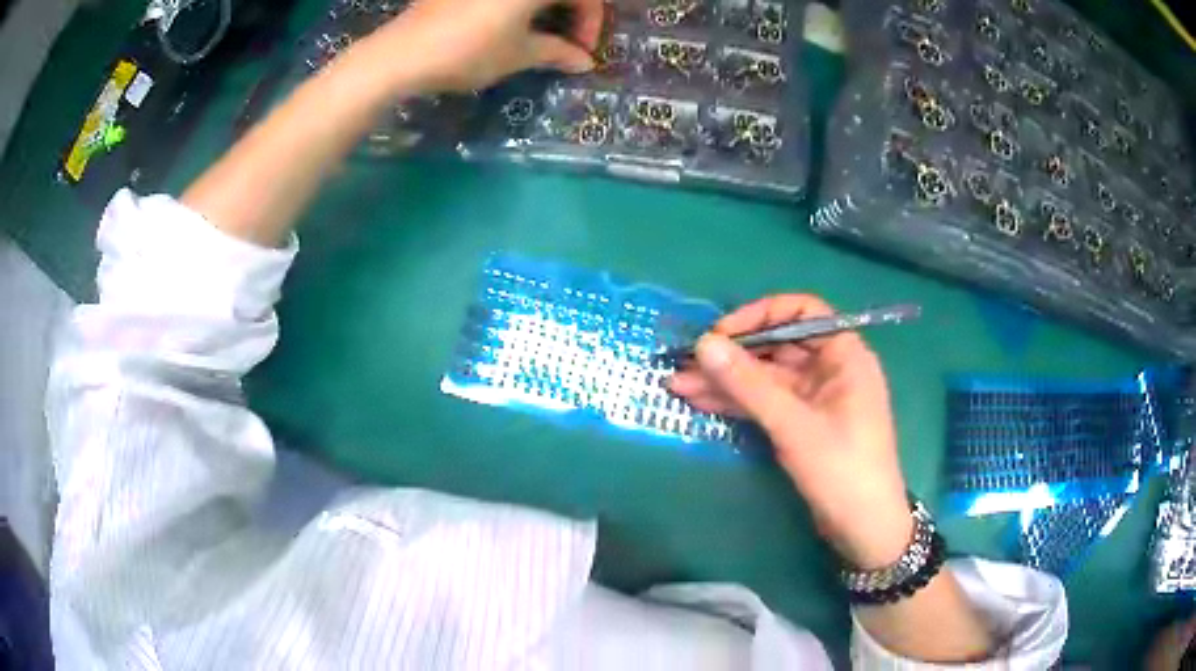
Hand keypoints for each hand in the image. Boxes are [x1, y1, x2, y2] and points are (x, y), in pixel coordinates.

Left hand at [364, 0, 604, 92]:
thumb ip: (558, 52)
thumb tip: (585, 62)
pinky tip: (512, 24)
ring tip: (541, 36)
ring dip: (546, 9)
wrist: (402, 53)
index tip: (583, 51)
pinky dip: (518, 6)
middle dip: (572, 13)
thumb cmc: (469, 50)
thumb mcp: (519, 54)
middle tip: (566, 44)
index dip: (591, 22)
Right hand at [669, 295, 913, 568]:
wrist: (864, 530)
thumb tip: (703, 344)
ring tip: (678, 385)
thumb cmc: (841, 469)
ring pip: (766, 378)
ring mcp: (815, 399)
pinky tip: (700, 402)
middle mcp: (831, 369)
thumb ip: (748, 384)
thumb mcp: (793, 425)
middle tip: (685, 363)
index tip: (721, 334)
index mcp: (844, 355)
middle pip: (777, 347)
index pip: (802, 312)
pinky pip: (767, 403)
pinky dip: (737, 403)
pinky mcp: (802, 425)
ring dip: (726, 381)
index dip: (760, 315)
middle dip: (732, 355)